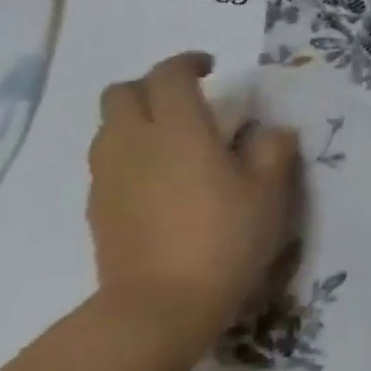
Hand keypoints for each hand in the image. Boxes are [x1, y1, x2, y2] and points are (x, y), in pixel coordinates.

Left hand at [86, 52, 300, 359]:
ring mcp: (109, 176)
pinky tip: (160, 181)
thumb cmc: (224, 239)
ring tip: (173, 141)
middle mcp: (135, 142)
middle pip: (122, 92)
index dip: (188, 63)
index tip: (211, 69)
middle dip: (152, 86)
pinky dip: (130, 154)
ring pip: (109, 127)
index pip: (170, 74)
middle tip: (187, 101)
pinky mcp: (97, 207)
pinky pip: (108, 161)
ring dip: (137, 120)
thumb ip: (273, 150)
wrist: (159, 308)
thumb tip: (269, 130)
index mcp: (179, 129)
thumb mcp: (270, 192)